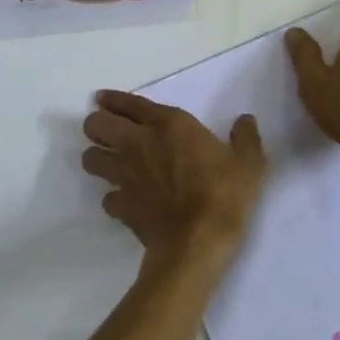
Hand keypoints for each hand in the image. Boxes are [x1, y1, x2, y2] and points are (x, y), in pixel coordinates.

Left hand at [81, 91, 265, 270]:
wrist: (199, 241)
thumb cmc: (224, 193)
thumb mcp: (248, 163)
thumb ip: (246, 138)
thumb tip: (245, 120)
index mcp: (169, 124)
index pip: (131, 103)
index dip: (113, 99)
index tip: (102, 98)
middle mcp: (139, 144)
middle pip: (96, 125)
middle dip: (97, 125)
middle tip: (108, 132)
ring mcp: (125, 176)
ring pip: (90, 158)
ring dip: (97, 158)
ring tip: (109, 164)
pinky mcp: (121, 206)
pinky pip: (106, 198)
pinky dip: (113, 198)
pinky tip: (126, 202)